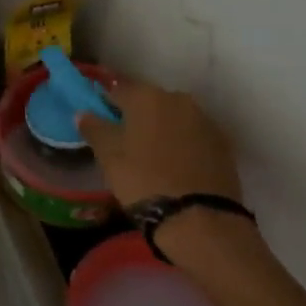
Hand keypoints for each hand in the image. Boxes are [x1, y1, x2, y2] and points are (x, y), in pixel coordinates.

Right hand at [76, 79, 242, 207]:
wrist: (198, 216)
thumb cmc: (143, 180)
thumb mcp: (109, 157)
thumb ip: (95, 129)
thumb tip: (83, 113)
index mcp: (147, 97)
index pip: (118, 89)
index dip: (106, 102)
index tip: (98, 117)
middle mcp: (179, 99)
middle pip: (150, 101)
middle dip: (136, 115)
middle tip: (123, 140)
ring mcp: (205, 120)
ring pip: (174, 118)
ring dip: (161, 129)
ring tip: (149, 155)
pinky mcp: (222, 143)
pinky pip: (193, 136)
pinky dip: (181, 144)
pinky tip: (174, 165)